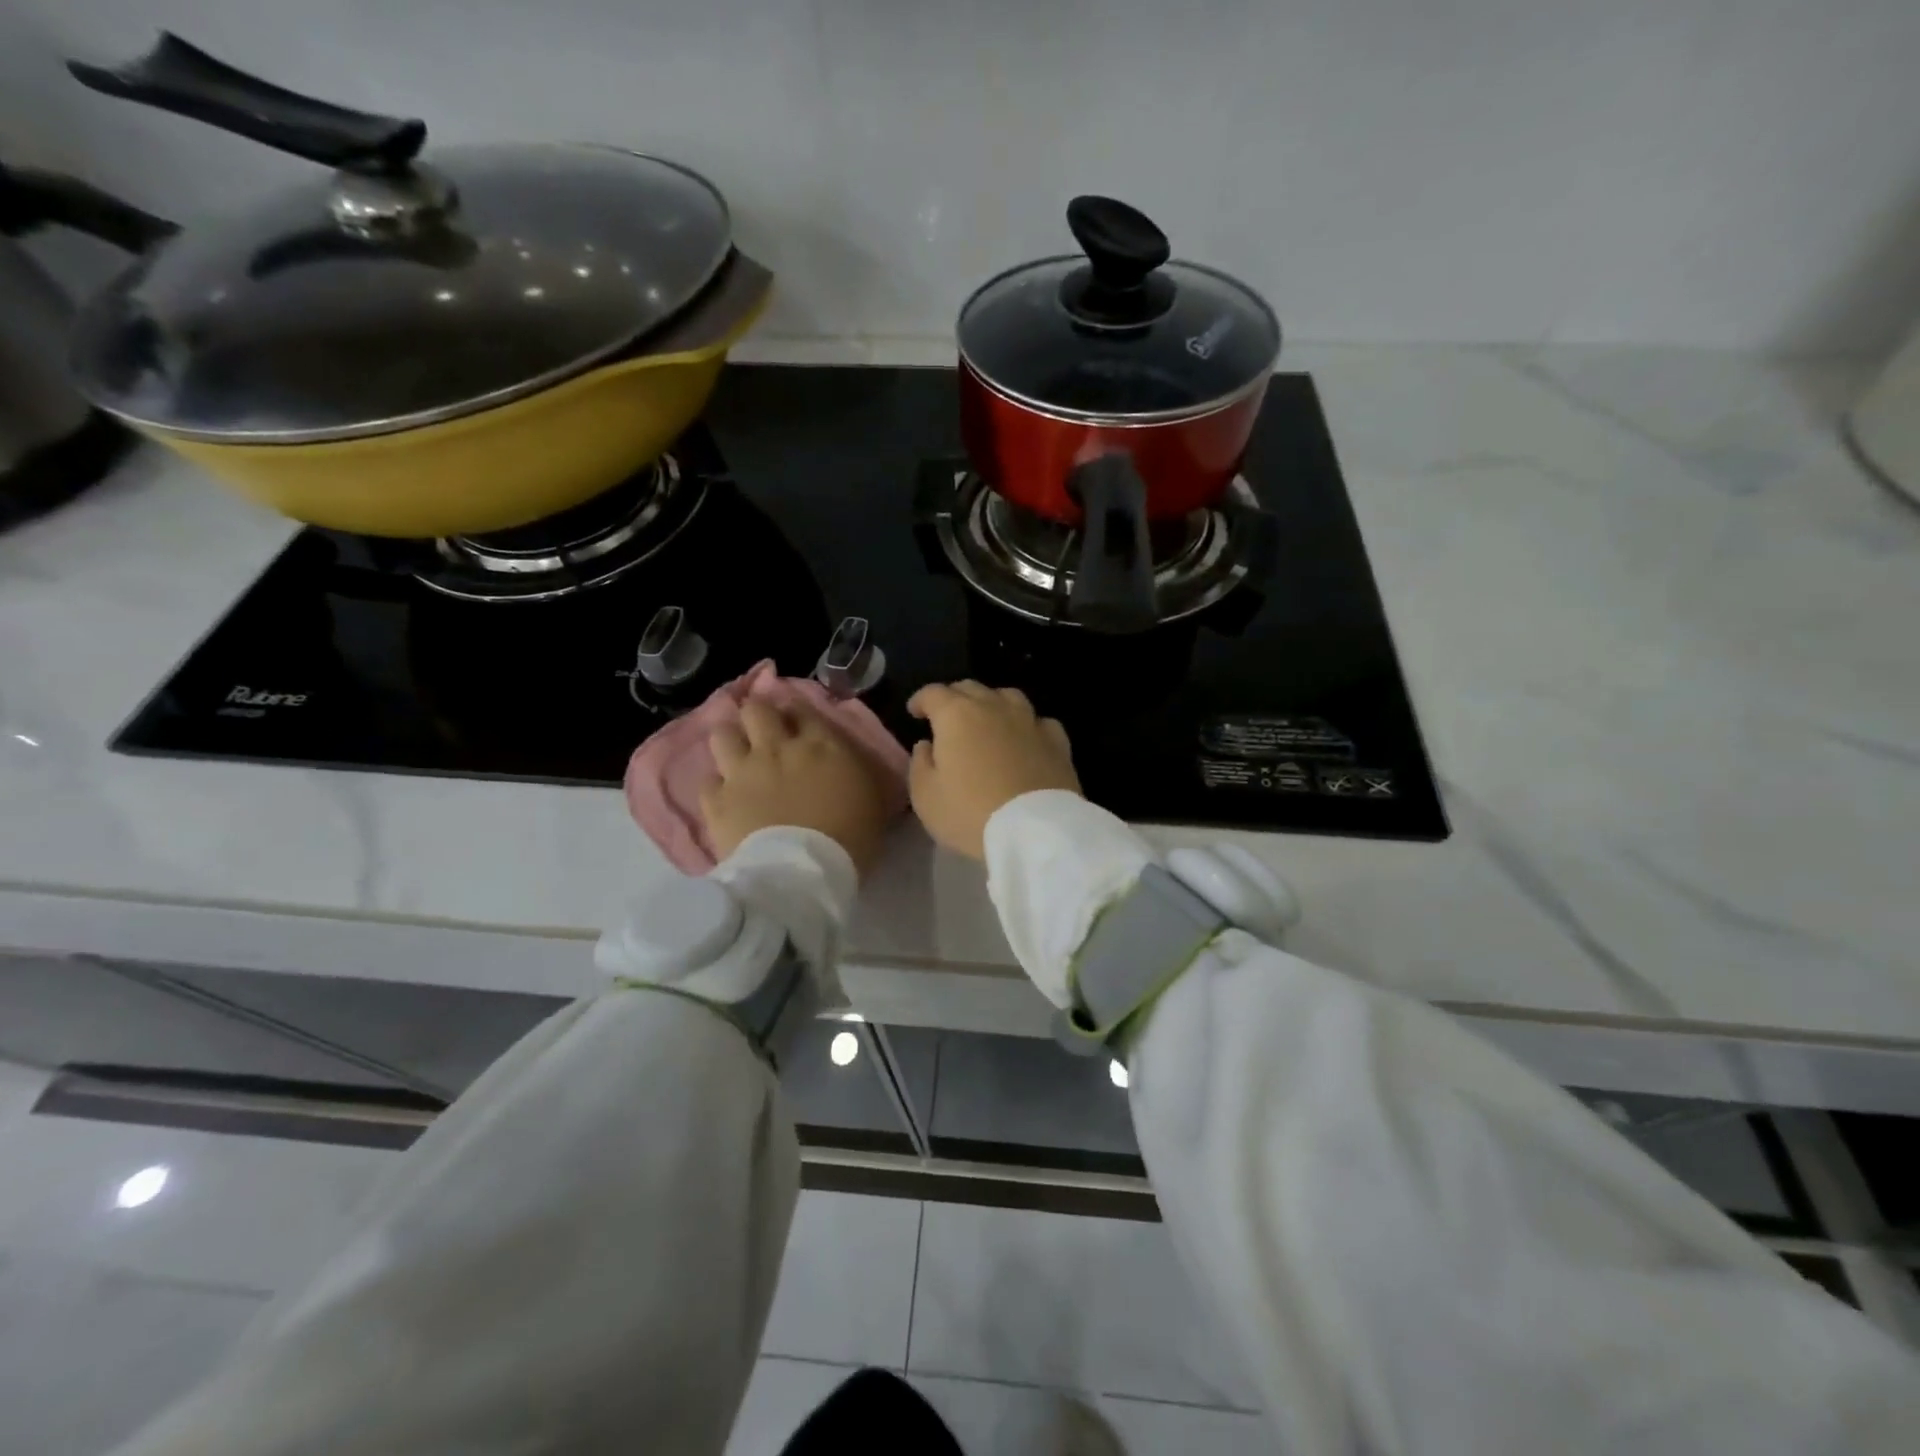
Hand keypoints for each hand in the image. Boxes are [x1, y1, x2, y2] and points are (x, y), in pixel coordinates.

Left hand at [702, 701, 891, 872]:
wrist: (801, 875)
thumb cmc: (849, 840)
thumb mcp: (871, 798)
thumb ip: (852, 770)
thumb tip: (842, 762)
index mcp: (820, 745)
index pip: (801, 710)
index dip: (796, 714)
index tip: (797, 724)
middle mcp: (776, 748)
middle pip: (756, 709)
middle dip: (759, 715)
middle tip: (764, 731)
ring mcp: (742, 772)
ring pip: (722, 733)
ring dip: (731, 741)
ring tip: (738, 756)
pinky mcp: (716, 800)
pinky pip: (708, 780)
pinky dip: (717, 786)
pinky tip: (726, 797)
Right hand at [907, 681, 1079, 859]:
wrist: (1034, 830)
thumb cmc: (970, 813)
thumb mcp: (926, 797)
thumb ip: (920, 764)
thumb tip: (927, 745)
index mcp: (956, 715)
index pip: (933, 693)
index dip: (921, 700)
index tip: (915, 712)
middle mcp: (994, 707)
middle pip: (970, 688)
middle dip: (954, 698)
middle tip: (947, 717)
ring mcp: (1029, 721)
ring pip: (1007, 696)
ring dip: (992, 703)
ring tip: (987, 720)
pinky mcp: (1057, 740)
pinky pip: (1039, 722)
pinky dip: (1027, 726)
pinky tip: (1026, 739)